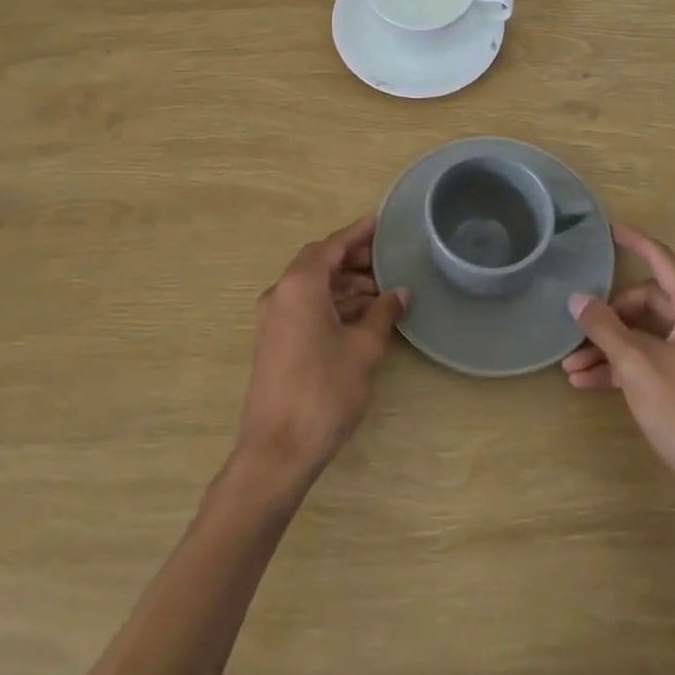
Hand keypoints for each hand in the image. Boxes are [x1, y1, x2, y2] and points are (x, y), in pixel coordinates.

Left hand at [235, 214, 408, 483]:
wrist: (277, 450)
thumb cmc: (323, 391)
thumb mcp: (363, 349)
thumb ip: (383, 314)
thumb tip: (400, 293)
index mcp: (300, 284)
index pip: (332, 245)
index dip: (358, 233)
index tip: (381, 223)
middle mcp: (281, 292)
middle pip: (320, 262)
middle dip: (352, 259)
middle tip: (387, 260)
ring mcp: (273, 318)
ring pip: (312, 286)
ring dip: (344, 284)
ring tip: (381, 292)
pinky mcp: (273, 340)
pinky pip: (305, 307)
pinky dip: (331, 304)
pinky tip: (360, 316)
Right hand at [563, 223, 674, 506]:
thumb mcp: (637, 366)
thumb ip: (605, 327)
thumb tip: (578, 298)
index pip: (662, 261)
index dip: (634, 242)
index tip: (608, 228)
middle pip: (649, 303)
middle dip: (609, 317)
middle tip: (577, 332)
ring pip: (649, 337)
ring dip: (612, 349)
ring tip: (572, 369)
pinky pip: (658, 362)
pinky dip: (628, 369)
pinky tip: (591, 385)